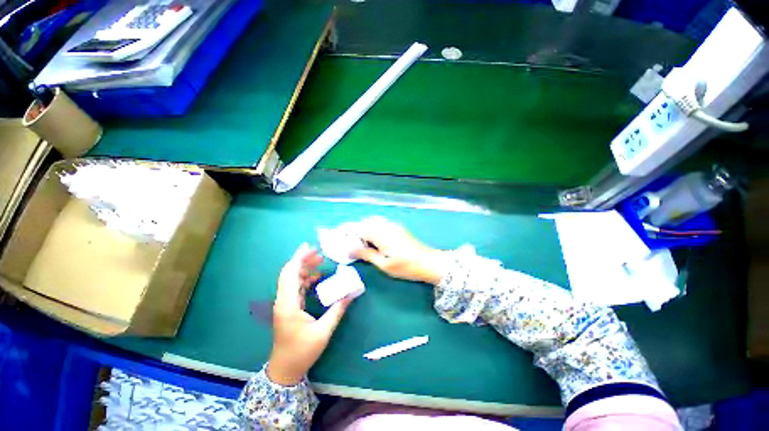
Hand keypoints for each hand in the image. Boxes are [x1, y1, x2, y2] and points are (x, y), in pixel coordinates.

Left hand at [267, 243, 352, 385]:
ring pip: (292, 279)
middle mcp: (283, 301)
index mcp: (288, 304)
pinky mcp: (288, 308)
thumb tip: (351, 293)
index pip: (290, 274)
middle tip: (319, 253)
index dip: (299, 258)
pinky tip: (317, 278)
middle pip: (289, 273)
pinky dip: (305, 279)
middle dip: (303, 260)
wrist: (284, 371)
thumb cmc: (302, 352)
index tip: (310, 247)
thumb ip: (337, 310)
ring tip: (319, 262)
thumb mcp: (323, 331)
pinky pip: (295, 287)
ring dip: (304, 269)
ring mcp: (284, 304)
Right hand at [352, 217, 443, 284]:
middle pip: (366, 222)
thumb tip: (350, 249)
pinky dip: (372, 229)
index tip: (336, 233)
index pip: (359, 228)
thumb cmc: (406, 267)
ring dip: (364, 228)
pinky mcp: (398, 228)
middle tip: (347, 241)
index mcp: (381, 234)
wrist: (429, 262)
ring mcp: (393, 226)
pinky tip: (372, 240)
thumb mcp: (384, 264)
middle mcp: (386, 226)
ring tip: (359, 242)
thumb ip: (367, 254)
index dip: (347, 230)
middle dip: (355, 228)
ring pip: (373, 222)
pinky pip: (381, 224)